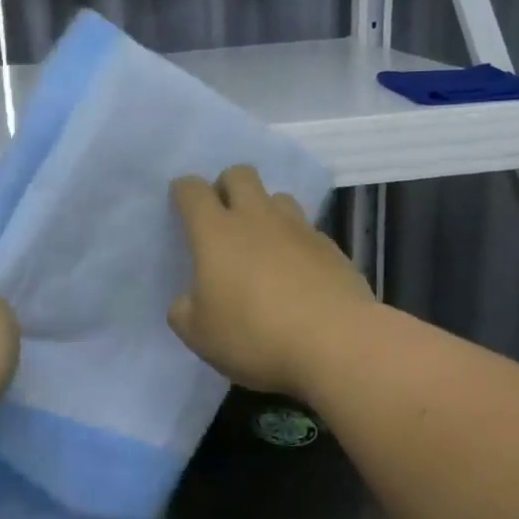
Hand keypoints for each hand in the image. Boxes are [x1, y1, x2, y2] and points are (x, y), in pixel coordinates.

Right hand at [168, 165, 374, 396]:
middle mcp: (257, 218)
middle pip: (240, 175)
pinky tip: (296, 272)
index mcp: (216, 233)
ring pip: (278, 197)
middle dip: (226, 185)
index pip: (193, 190)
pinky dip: (295, 241)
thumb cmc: (255, 336)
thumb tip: (188, 300)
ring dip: (265, 210)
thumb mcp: (199, 336)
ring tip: (262, 243)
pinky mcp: (331, 248)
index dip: (183, 191)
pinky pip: (306, 230)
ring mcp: (299, 229)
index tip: (181, 202)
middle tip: (222, 217)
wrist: (336, 343)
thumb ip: (184, 311)